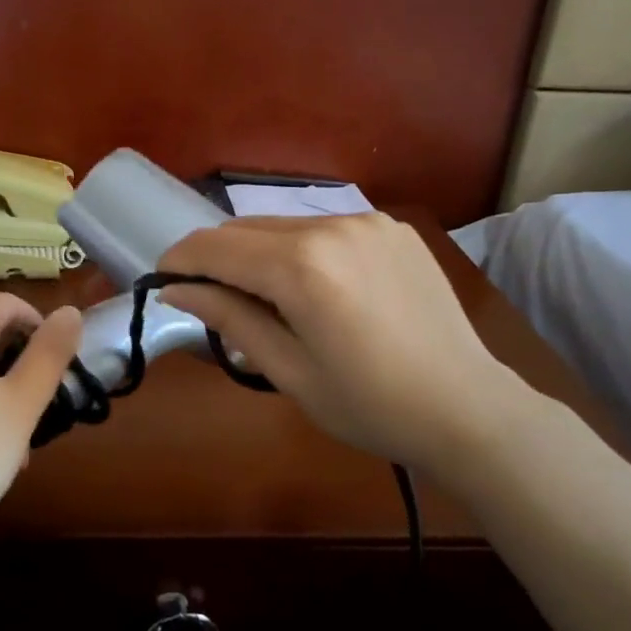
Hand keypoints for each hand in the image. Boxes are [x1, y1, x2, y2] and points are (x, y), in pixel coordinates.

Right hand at [157, 214, 525, 478]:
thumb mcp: (288, 370)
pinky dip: (300, 250)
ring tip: (261, 297)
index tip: (162, 279)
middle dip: (215, 256)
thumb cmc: (369, 405)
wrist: (468, 408)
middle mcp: (331, 227)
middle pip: (245, 228)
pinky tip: (313, 289)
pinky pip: (324, 229)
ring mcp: (366, 222)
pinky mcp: (391, 228)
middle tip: (206, 295)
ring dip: (257, 252)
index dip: (180, 260)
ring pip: (283, 225)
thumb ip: (230, 318)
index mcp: (301, 267)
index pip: (215, 248)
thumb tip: (176, 290)